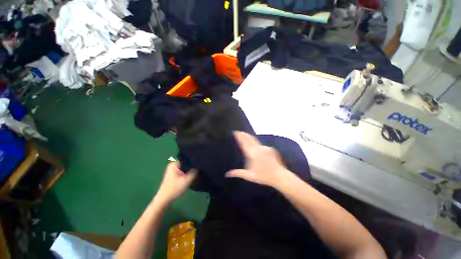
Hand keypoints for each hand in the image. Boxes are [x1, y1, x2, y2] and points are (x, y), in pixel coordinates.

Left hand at [156, 162, 196, 204]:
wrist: (164, 200)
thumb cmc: (174, 189)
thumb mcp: (187, 181)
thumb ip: (194, 172)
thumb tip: (200, 166)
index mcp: (174, 163)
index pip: (187, 158)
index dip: (194, 161)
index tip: (200, 164)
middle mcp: (173, 164)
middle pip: (187, 163)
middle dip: (193, 166)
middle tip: (200, 169)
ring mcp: (173, 169)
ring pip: (185, 167)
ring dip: (190, 170)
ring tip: (197, 172)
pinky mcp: (174, 174)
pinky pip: (183, 171)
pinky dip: (187, 173)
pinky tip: (192, 176)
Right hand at [226, 131, 291, 188]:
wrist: (279, 176)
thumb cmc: (263, 176)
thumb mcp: (249, 176)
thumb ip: (238, 173)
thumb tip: (227, 174)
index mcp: (251, 154)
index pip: (243, 143)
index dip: (239, 137)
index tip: (236, 132)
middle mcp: (258, 148)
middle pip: (249, 139)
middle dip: (243, 134)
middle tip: (239, 131)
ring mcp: (264, 148)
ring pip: (255, 140)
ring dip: (249, 137)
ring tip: (245, 135)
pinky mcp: (270, 149)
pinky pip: (261, 145)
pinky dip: (256, 144)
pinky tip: (255, 145)